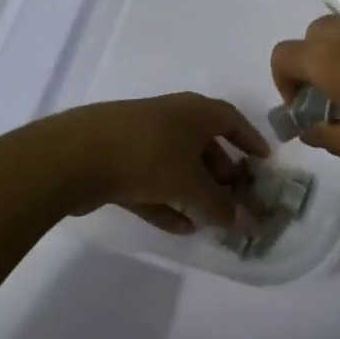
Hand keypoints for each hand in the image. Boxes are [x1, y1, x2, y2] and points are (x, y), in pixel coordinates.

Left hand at [38, 94, 268, 234]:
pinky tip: (178, 227)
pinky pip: (151, 179)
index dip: (250, 141)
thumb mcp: (191, 186)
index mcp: (195, 111)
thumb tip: (246, 224)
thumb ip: (220, 208)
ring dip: (194, 192)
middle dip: (222, 173)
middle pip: (205, 144)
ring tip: (208, 221)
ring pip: (177, 164)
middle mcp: (171, 117)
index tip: (264, 163)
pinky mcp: (116, 159)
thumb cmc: (148, 157)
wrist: (75, 155)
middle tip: (234, 198)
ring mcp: (141, 137)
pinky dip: (167, 200)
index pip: (232, 121)